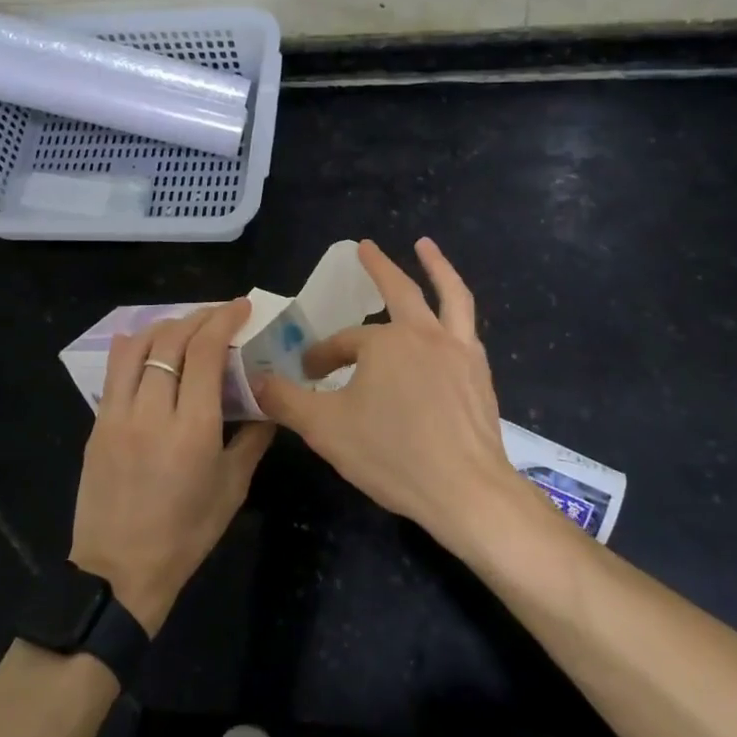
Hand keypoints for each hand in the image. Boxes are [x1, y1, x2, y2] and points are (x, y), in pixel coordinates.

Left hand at [68, 299, 273, 634]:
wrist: (119, 572)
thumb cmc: (186, 533)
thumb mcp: (232, 487)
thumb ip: (253, 437)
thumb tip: (268, 402)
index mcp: (192, 428)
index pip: (205, 351)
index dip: (224, 320)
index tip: (241, 307)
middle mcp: (152, 411)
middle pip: (171, 340)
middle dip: (199, 316)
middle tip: (220, 314)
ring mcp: (117, 415)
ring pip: (138, 346)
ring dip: (166, 325)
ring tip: (186, 325)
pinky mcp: (97, 424)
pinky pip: (115, 370)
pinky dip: (136, 347)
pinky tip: (150, 346)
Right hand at [255, 239, 520, 553]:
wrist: (465, 490)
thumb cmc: (392, 455)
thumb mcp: (325, 429)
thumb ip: (287, 401)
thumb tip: (256, 381)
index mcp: (384, 343)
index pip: (343, 342)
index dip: (322, 355)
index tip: (308, 374)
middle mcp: (423, 335)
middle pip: (399, 290)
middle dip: (378, 267)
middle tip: (365, 247)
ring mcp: (458, 350)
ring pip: (449, 295)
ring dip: (436, 266)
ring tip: (425, 245)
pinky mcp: (480, 372)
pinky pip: (466, 328)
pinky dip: (455, 310)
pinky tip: (450, 318)